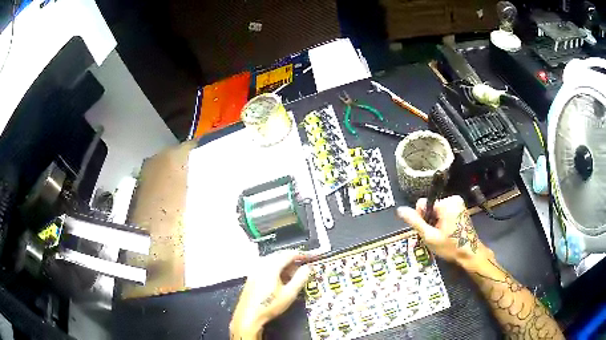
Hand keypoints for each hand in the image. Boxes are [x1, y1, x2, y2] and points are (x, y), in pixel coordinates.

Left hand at [230, 250, 310, 338]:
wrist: (249, 316)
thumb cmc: (270, 305)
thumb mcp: (290, 293)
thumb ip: (300, 278)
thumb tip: (307, 267)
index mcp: (270, 266)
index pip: (287, 254)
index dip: (300, 254)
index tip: (309, 257)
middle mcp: (261, 265)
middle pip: (279, 255)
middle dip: (292, 259)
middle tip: (302, 266)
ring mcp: (254, 270)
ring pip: (272, 260)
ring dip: (283, 264)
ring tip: (293, 274)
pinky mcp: (251, 276)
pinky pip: (266, 266)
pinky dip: (275, 268)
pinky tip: (280, 279)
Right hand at [397, 195, 493, 268]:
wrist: (470, 254)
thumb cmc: (450, 246)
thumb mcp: (430, 236)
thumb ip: (415, 222)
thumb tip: (400, 210)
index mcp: (447, 203)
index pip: (423, 203)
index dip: (422, 218)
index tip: (428, 231)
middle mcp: (453, 199)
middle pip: (430, 207)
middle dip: (429, 221)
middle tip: (435, 236)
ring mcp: (459, 204)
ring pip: (437, 211)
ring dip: (435, 223)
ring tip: (441, 236)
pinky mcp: (461, 209)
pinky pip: (444, 212)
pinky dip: (442, 222)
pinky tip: (446, 233)